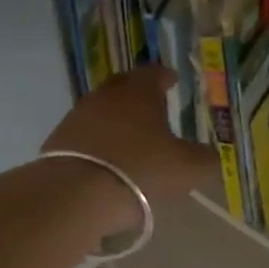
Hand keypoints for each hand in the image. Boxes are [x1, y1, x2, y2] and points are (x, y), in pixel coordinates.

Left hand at [42, 67, 220, 210]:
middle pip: (124, 86)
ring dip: (116, 120)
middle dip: (138, 94)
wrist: (77, 194)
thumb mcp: (188, 169)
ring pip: (102, 111)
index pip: (153, 73)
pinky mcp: (59, 142)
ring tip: (131, 139)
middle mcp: (106, 96)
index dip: (165, 77)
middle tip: (153, 107)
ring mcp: (78, 118)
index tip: (172, 81)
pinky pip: (85, 135)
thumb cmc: (142, 170)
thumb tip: (209, 155)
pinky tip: (108, 160)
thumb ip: (204, 159)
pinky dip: (99, 142)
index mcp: (139, 93)